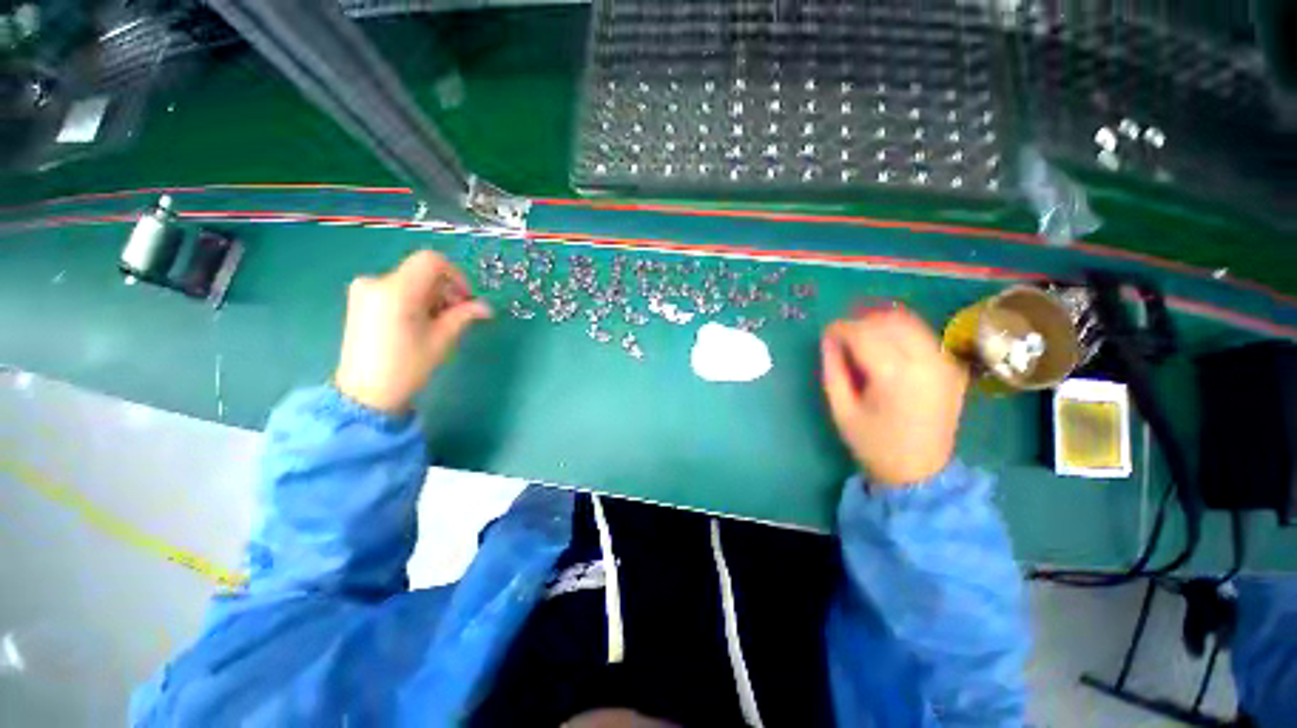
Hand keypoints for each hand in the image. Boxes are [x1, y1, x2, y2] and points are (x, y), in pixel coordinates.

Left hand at [334, 251, 490, 413]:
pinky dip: (415, 299)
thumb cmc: (407, 367)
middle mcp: (376, 282)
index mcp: (396, 290)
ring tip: (437, 323)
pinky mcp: (360, 299)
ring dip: (432, 296)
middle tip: (457, 316)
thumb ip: (464, 315)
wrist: (365, 393)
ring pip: (411, 280)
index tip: (465, 299)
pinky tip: (419, 323)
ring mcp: (364, 290)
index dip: (456, 276)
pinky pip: (397, 289)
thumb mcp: (442, 339)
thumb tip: (487, 307)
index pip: (432, 261)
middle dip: (445, 290)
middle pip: (422, 271)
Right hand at [821, 307, 968, 486]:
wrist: (920, 471)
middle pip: (888, 322)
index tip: (827, 333)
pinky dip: (901, 332)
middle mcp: (925, 362)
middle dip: (860, 322)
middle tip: (843, 336)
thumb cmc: (873, 442)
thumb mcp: (841, 408)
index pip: (863, 334)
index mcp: (894, 376)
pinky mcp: (951, 367)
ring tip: (862, 337)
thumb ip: (833, 369)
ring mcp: (944, 363)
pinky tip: (887, 346)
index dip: (841, 328)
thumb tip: (828, 339)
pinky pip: (924, 335)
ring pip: (909, 322)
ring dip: (881, 323)